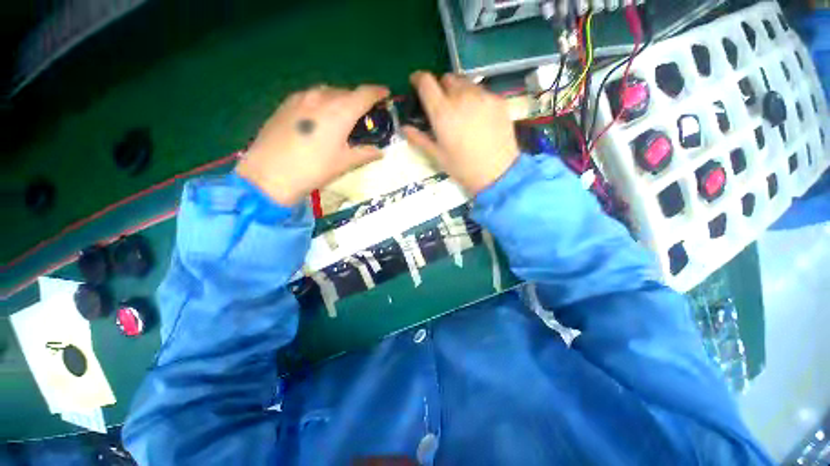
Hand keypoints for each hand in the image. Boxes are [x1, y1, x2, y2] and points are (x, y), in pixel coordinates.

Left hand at [236, 85, 389, 205]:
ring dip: (339, 99)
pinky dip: (322, 101)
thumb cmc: (315, 169)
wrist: (271, 173)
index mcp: (341, 111)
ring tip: (341, 115)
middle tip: (363, 114)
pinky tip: (319, 117)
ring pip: (327, 91)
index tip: (385, 94)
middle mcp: (322, 97)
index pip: (364, 94)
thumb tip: (380, 152)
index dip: (377, 92)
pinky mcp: (286, 103)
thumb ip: (365, 154)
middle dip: (358, 99)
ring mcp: (301, 98)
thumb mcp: (344, 163)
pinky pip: (311, 96)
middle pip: (346, 92)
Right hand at [403, 72, 518, 194]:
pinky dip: (476, 98)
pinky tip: (479, 117)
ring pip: (466, 82)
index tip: (416, 84)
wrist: (497, 173)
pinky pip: (482, 91)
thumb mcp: (437, 156)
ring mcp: (483, 96)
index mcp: (442, 112)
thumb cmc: (463, 168)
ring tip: (462, 111)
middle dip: (441, 87)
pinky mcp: (498, 100)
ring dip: (459, 91)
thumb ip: (419, 139)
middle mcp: (462, 97)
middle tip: (443, 105)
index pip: (426, 82)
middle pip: (447, 78)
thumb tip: (404, 127)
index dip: (418, 79)